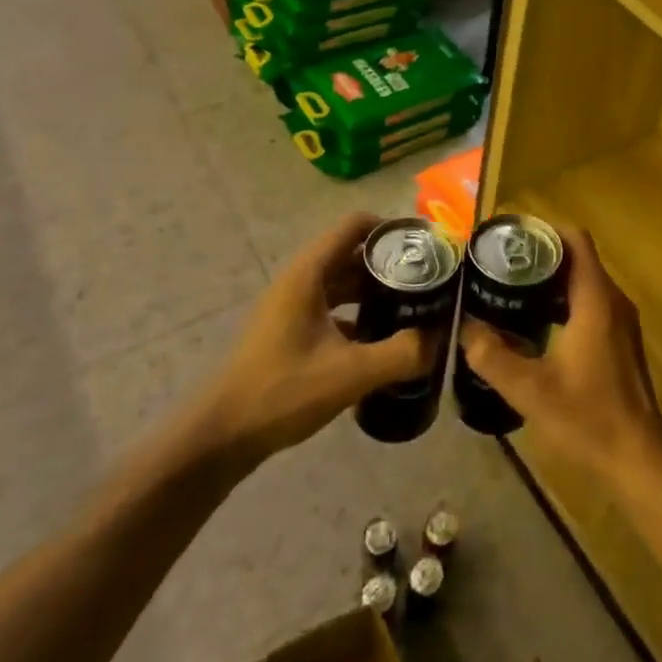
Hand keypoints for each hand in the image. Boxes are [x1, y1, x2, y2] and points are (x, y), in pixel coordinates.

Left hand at [200, 213, 432, 463]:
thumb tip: (440, 339)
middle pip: (352, 254)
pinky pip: (331, 309)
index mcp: (309, 273)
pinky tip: (381, 341)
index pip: (355, 226)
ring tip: (412, 309)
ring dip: (375, 291)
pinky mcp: (289, 331)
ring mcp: (291, 307)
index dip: (391, 229)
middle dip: (390, 264)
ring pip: (342, 283)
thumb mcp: (350, 373)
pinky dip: (358, 315)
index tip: (425, 248)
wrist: (221, 435)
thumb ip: (401, 354)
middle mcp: (300, 280)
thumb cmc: (283, 391)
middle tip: (429, 282)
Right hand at [459, 225, 661, 482]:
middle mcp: (613, 302)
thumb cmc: (588, 419)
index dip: (544, 229)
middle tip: (499, 263)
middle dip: (540, 255)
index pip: (575, 240)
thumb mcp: (529, 390)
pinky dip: (562, 302)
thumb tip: (465, 327)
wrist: (638, 461)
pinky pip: (590, 303)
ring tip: (509, 289)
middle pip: (577, 258)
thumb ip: (492, 356)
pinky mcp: (620, 342)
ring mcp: (621, 323)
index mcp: (596, 300)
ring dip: (550, 280)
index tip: (511, 236)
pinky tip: (534, 324)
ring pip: (584, 282)